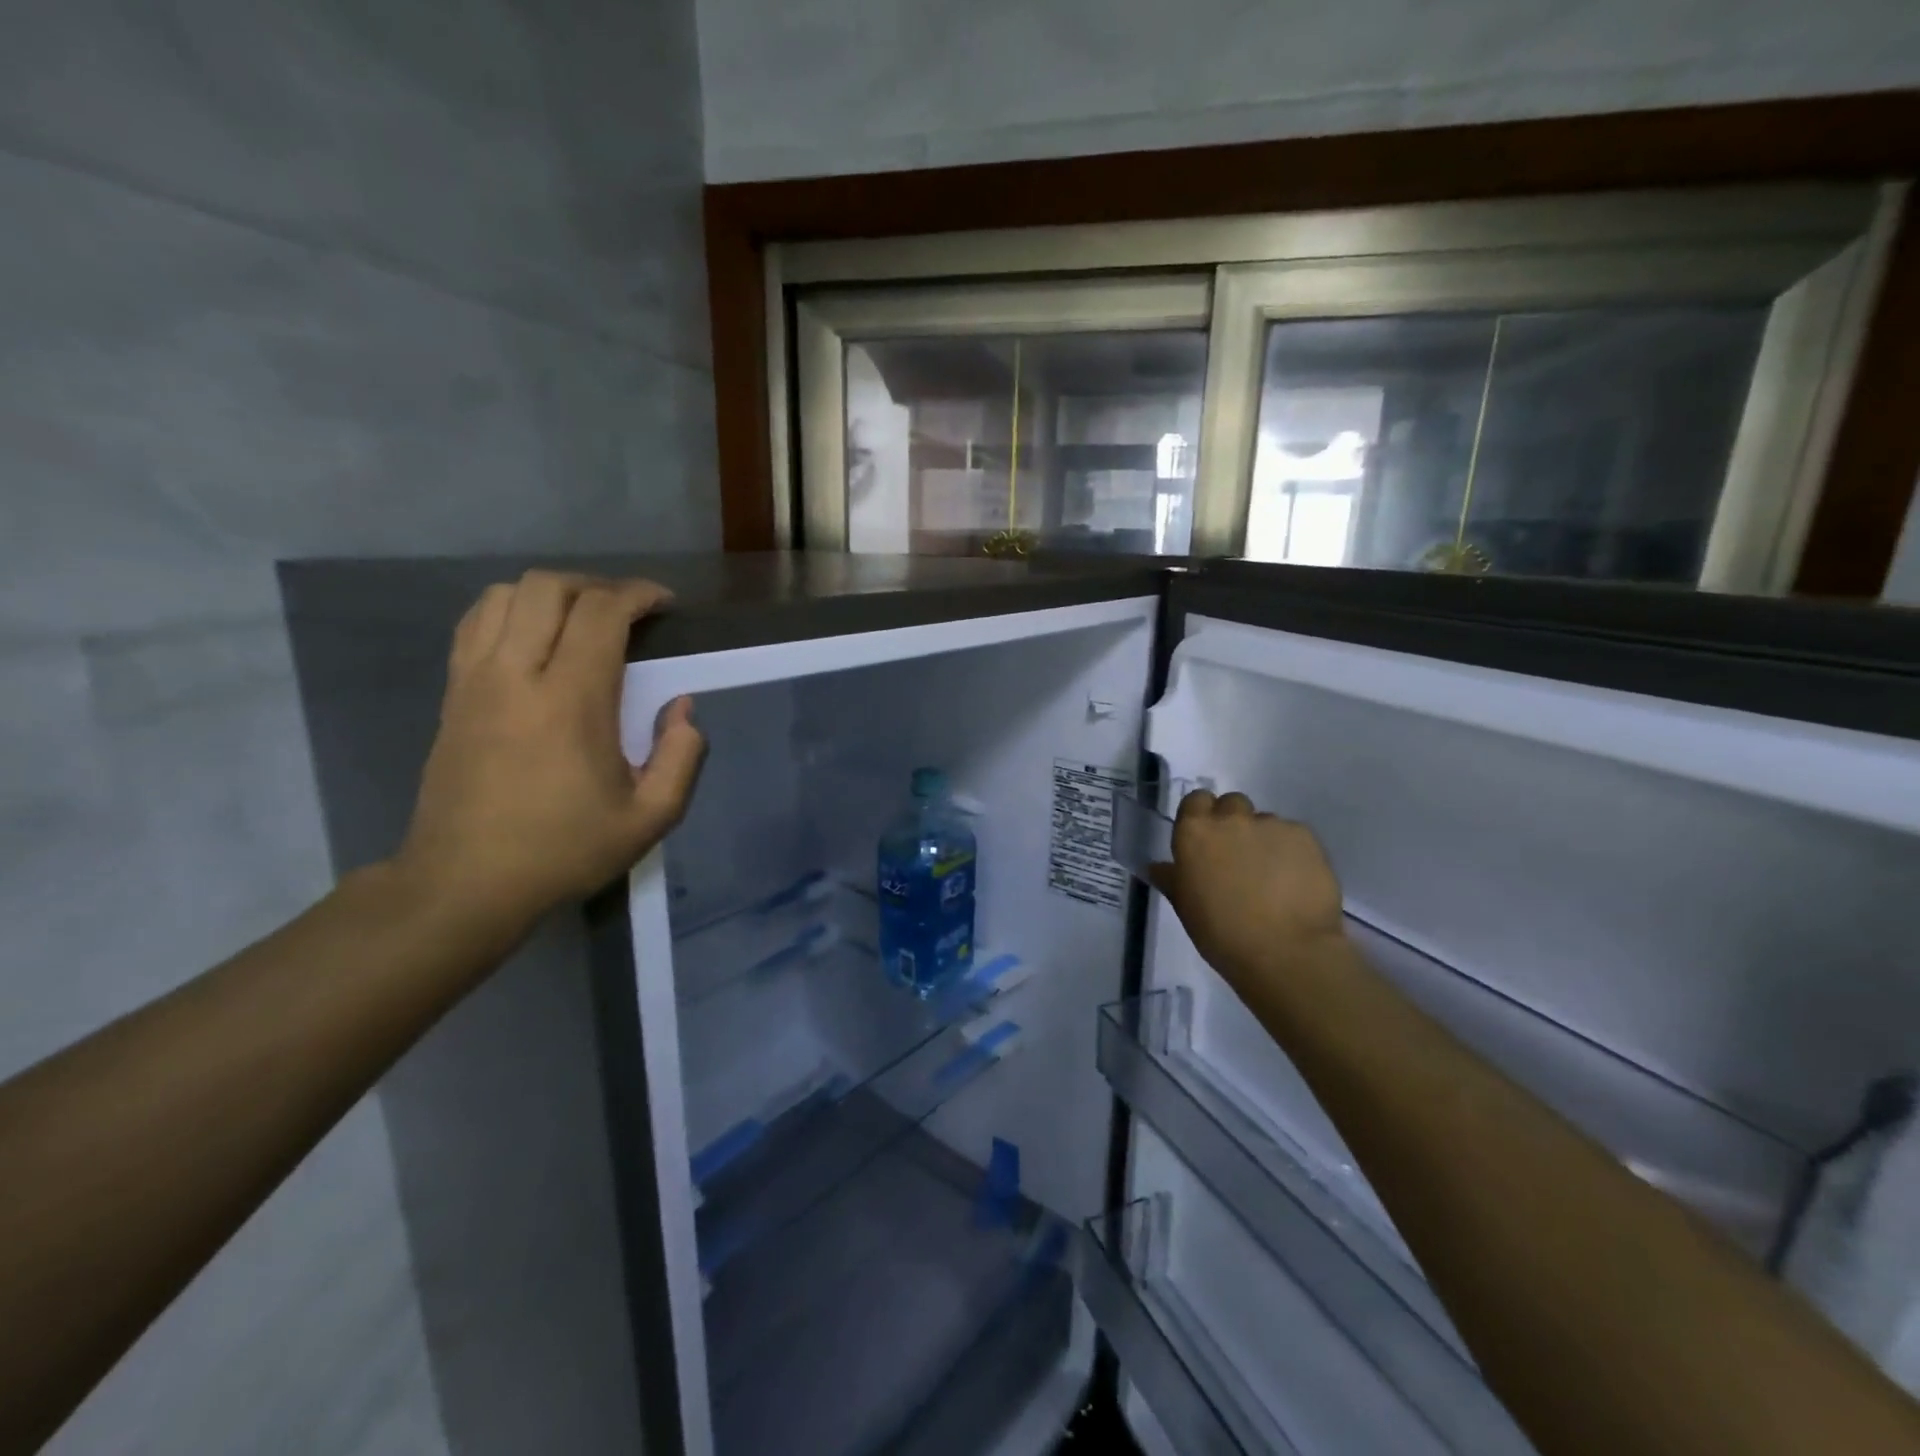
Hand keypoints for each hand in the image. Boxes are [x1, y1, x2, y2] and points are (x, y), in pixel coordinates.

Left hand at [393, 571, 706, 928]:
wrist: (465, 883)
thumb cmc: (564, 850)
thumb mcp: (649, 818)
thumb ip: (681, 757)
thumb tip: (681, 709)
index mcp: (571, 700)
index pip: (601, 613)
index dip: (638, 595)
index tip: (664, 605)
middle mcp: (517, 674)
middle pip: (549, 588)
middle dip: (596, 585)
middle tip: (627, 611)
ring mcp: (475, 680)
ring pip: (505, 595)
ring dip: (551, 593)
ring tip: (582, 619)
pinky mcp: (452, 694)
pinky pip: (476, 622)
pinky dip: (511, 610)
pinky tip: (535, 638)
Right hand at [1149, 791, 1347, 990]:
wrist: (1286, 951)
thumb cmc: (1222, 933)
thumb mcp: (1186, 907)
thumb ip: (1173, 878)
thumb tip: (1159, 867)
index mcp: (1195, 833)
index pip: (1195, 801)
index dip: (1202, 816)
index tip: (1206, 840)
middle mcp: (1231, 819)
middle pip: (1232, 804)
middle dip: (1234, 822)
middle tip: (1239, 857)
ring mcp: (1271, 825)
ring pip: (1265, 822)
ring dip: (1264, 840)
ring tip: (1273, 876)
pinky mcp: (1305, 836)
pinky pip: (1294, 836)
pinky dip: (1292, 852)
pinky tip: (1296, 881)